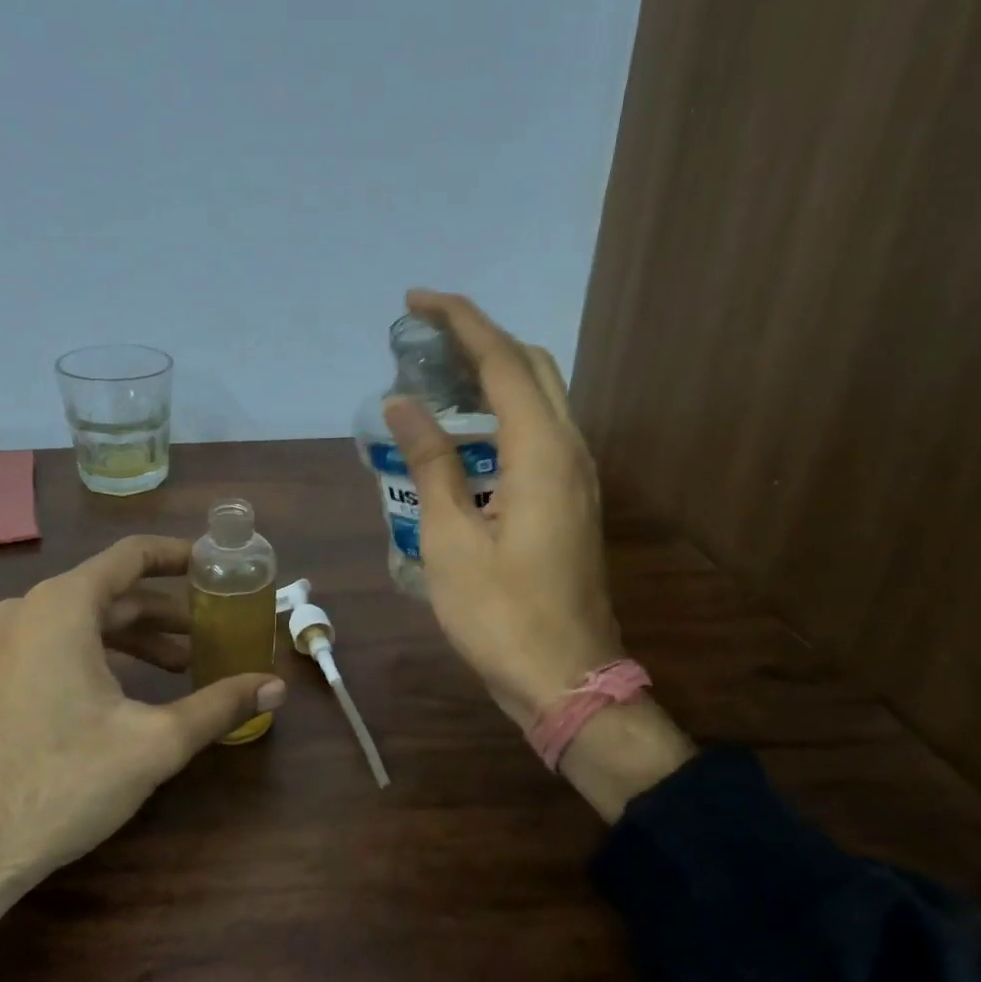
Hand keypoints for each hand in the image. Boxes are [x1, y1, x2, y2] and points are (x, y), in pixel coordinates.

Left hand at [0, 535, 285, 899]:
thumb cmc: (62, 781)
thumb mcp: (154, 742)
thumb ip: (219, 706)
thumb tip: (276, 686)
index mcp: (63, 606)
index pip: (131, 556)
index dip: (178, 556)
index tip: (215, 567)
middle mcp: (24, 612)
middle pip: (109, 593)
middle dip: (164, 613)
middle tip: (209, 634)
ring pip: (79, 623)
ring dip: (132, 639)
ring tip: (177, 668)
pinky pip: (50, 646)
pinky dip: (95, 655)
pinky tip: (120, 695)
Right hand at [383, 290, 625, 727]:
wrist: (565, 680)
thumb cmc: (500, 615)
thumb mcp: (450, 540)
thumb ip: (431, 464)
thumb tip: (403, 404)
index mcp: (542, 453)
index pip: (502, 360)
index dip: (460, 321)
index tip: (416, 301)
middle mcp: (570, 451)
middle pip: (531, 367)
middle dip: (480, 339)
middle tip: (423, 340)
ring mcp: (577, 477)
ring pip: (540, 399)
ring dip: (492, 376)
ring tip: (434, 380)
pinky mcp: (571, 501)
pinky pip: (539, 433)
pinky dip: (501, 414)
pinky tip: (463, 437)